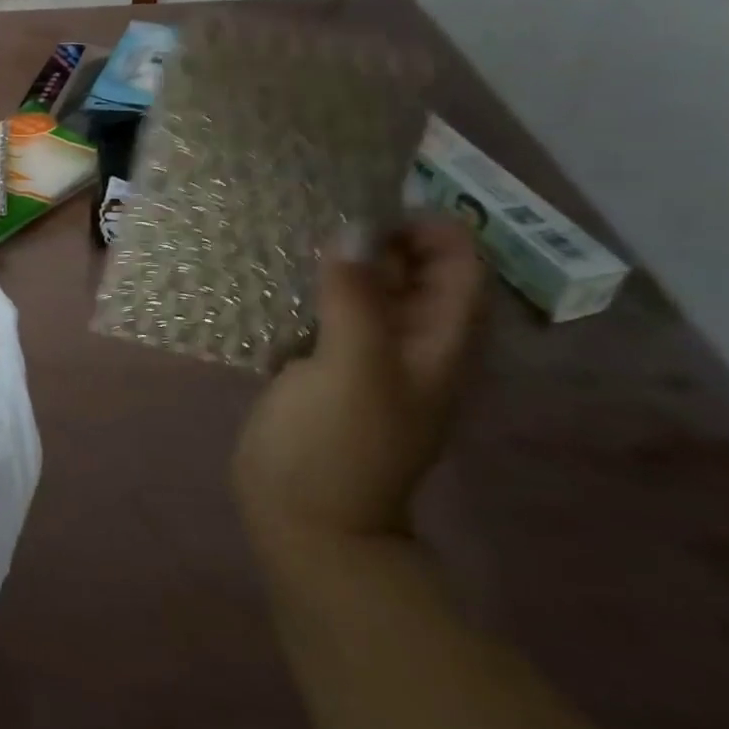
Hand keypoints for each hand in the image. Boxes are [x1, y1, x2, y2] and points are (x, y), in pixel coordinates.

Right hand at [233, 216, 485, 543]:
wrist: (306, 518)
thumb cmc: (339, 445)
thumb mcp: (353, 367)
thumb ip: (355, 298)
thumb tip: (348, 230)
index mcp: (439, 342)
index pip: (458, 265)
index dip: (427, 228)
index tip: (366, 210)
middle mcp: (410, 342)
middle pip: (409, 271)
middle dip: (372, 237)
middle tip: (315, 217)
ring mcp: (364, 356)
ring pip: (361, 290)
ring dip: (334, 263)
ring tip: (288, 240)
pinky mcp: (322, 368)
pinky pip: (323, 314)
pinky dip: (305, 291)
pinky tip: (270, 283)